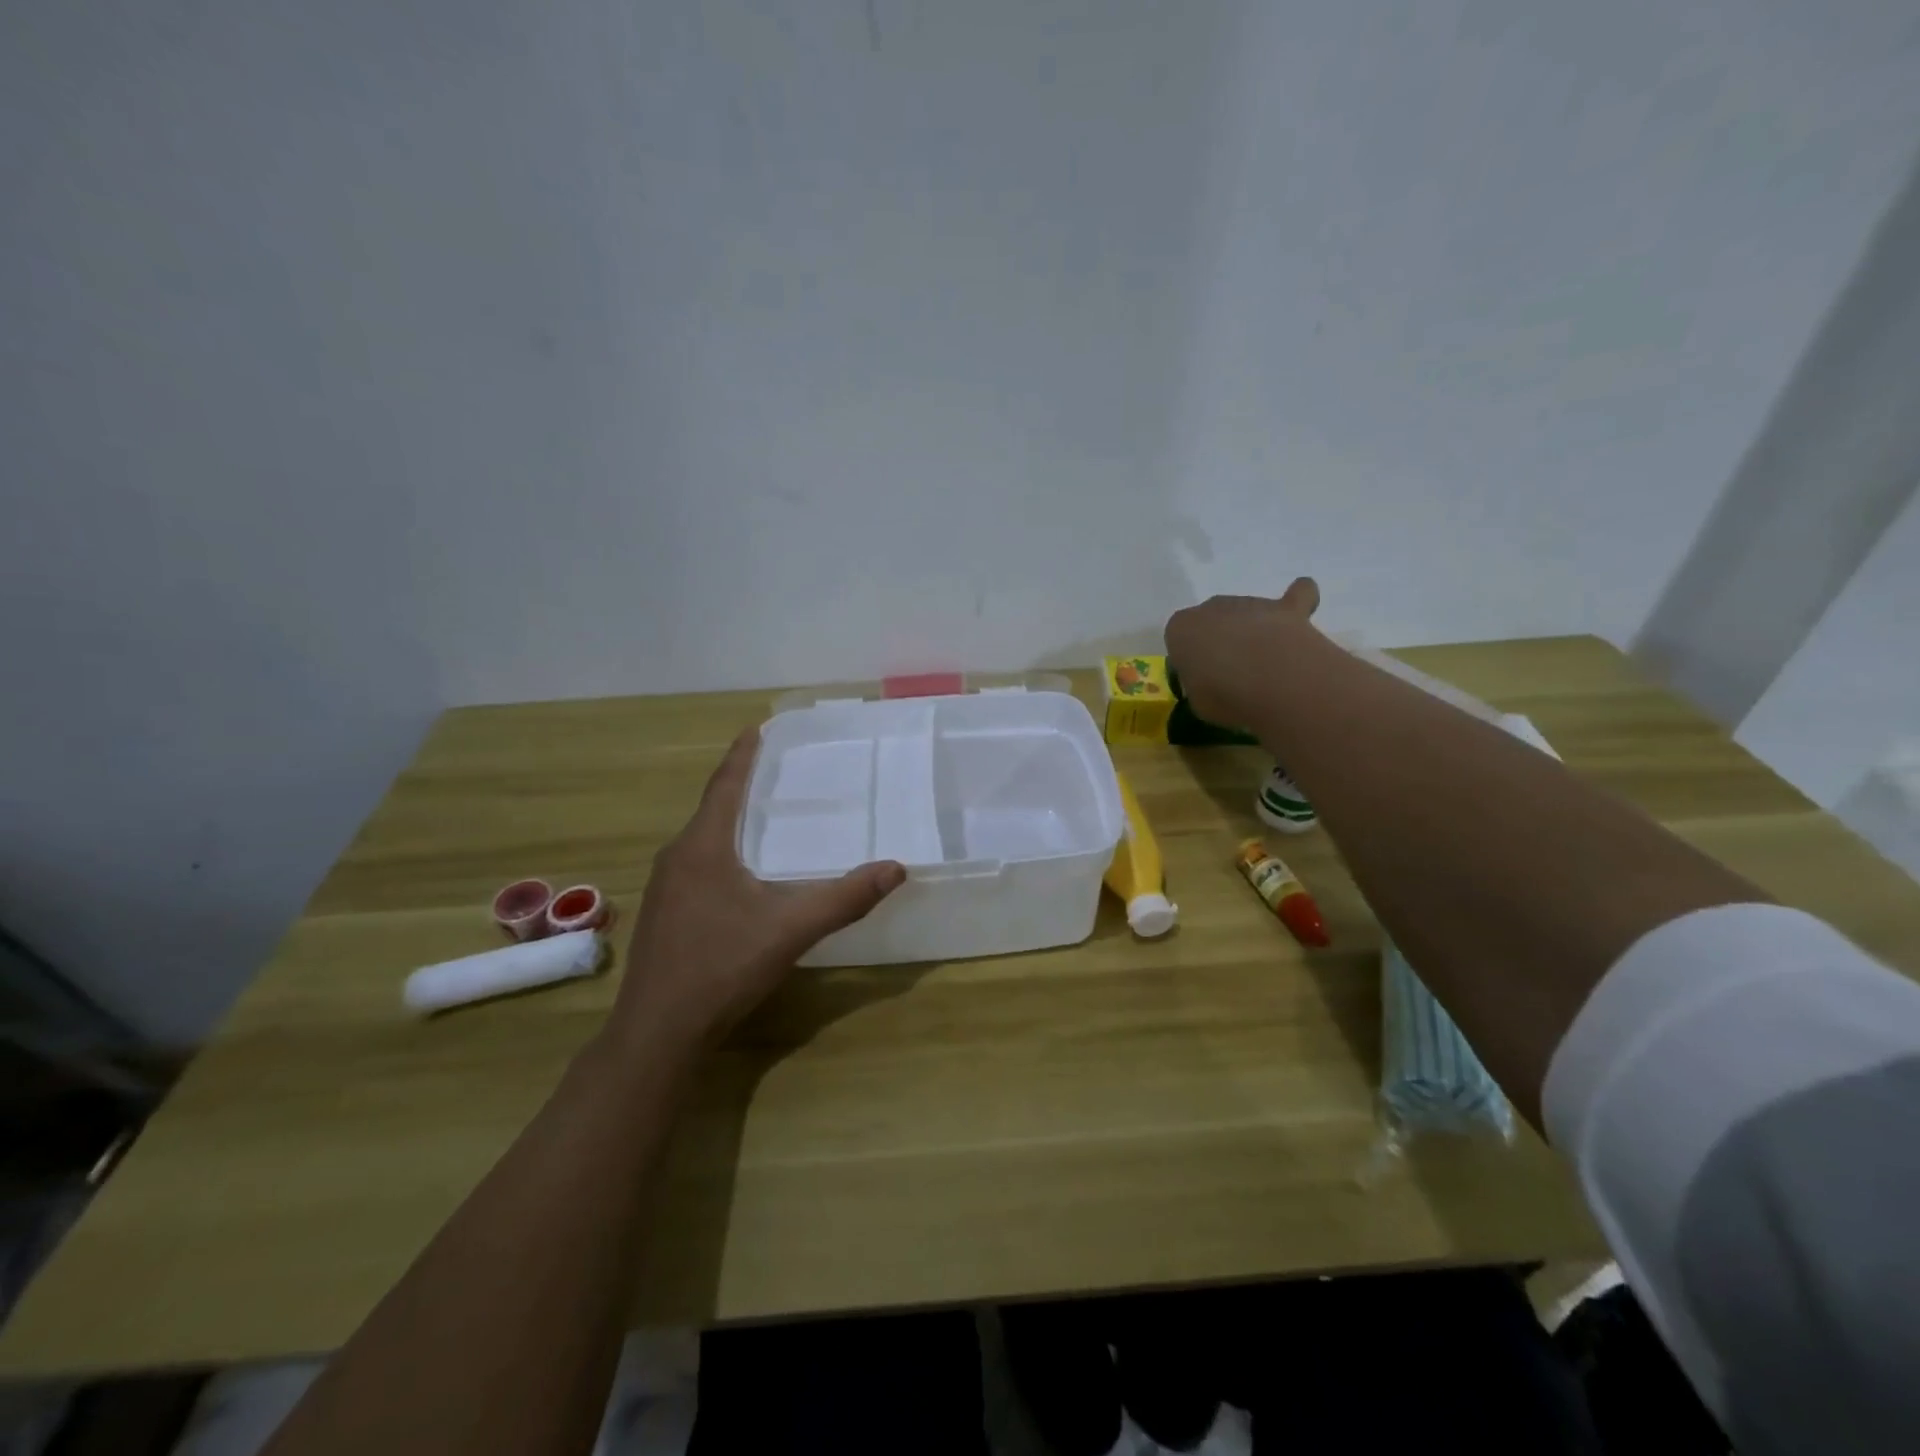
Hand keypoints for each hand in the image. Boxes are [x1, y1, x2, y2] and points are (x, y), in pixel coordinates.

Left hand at [611, 728, 905, 1055]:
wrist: (658, 1032)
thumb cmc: (722, 966)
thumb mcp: (791, 929)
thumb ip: (844, 898)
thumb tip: (896, 868)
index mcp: (703, 847)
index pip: (725, 784)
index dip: (743, 754)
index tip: (757, 727)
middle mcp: (677, 857)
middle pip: (713, 808)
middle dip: (742, 785)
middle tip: (777, 770)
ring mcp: (664, 888)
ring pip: (703, 840)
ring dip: (730, 821)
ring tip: (763, 815)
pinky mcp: (664, 915)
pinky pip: (696, 865)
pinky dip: (722, 852)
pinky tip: (742, 874)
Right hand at [1164, 577, 1322, 728]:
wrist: (1271, 680)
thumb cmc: (1223, 694)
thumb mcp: (1197, 701)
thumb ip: (1200, 685)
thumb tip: (1214, 683)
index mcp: (1180, 628)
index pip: (1178, 638)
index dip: (1189, 659)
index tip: (1200, 679)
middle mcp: (1211, 607)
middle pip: (1212, 621)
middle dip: (1220, 640)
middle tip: (1231, 673)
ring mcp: (1250, 603)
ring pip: (1247, 613)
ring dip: (1252, 631)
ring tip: (1266, 664)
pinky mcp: (1286, 608)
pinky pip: (1297, 595)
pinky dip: (1299, 599)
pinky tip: (1300, 613)